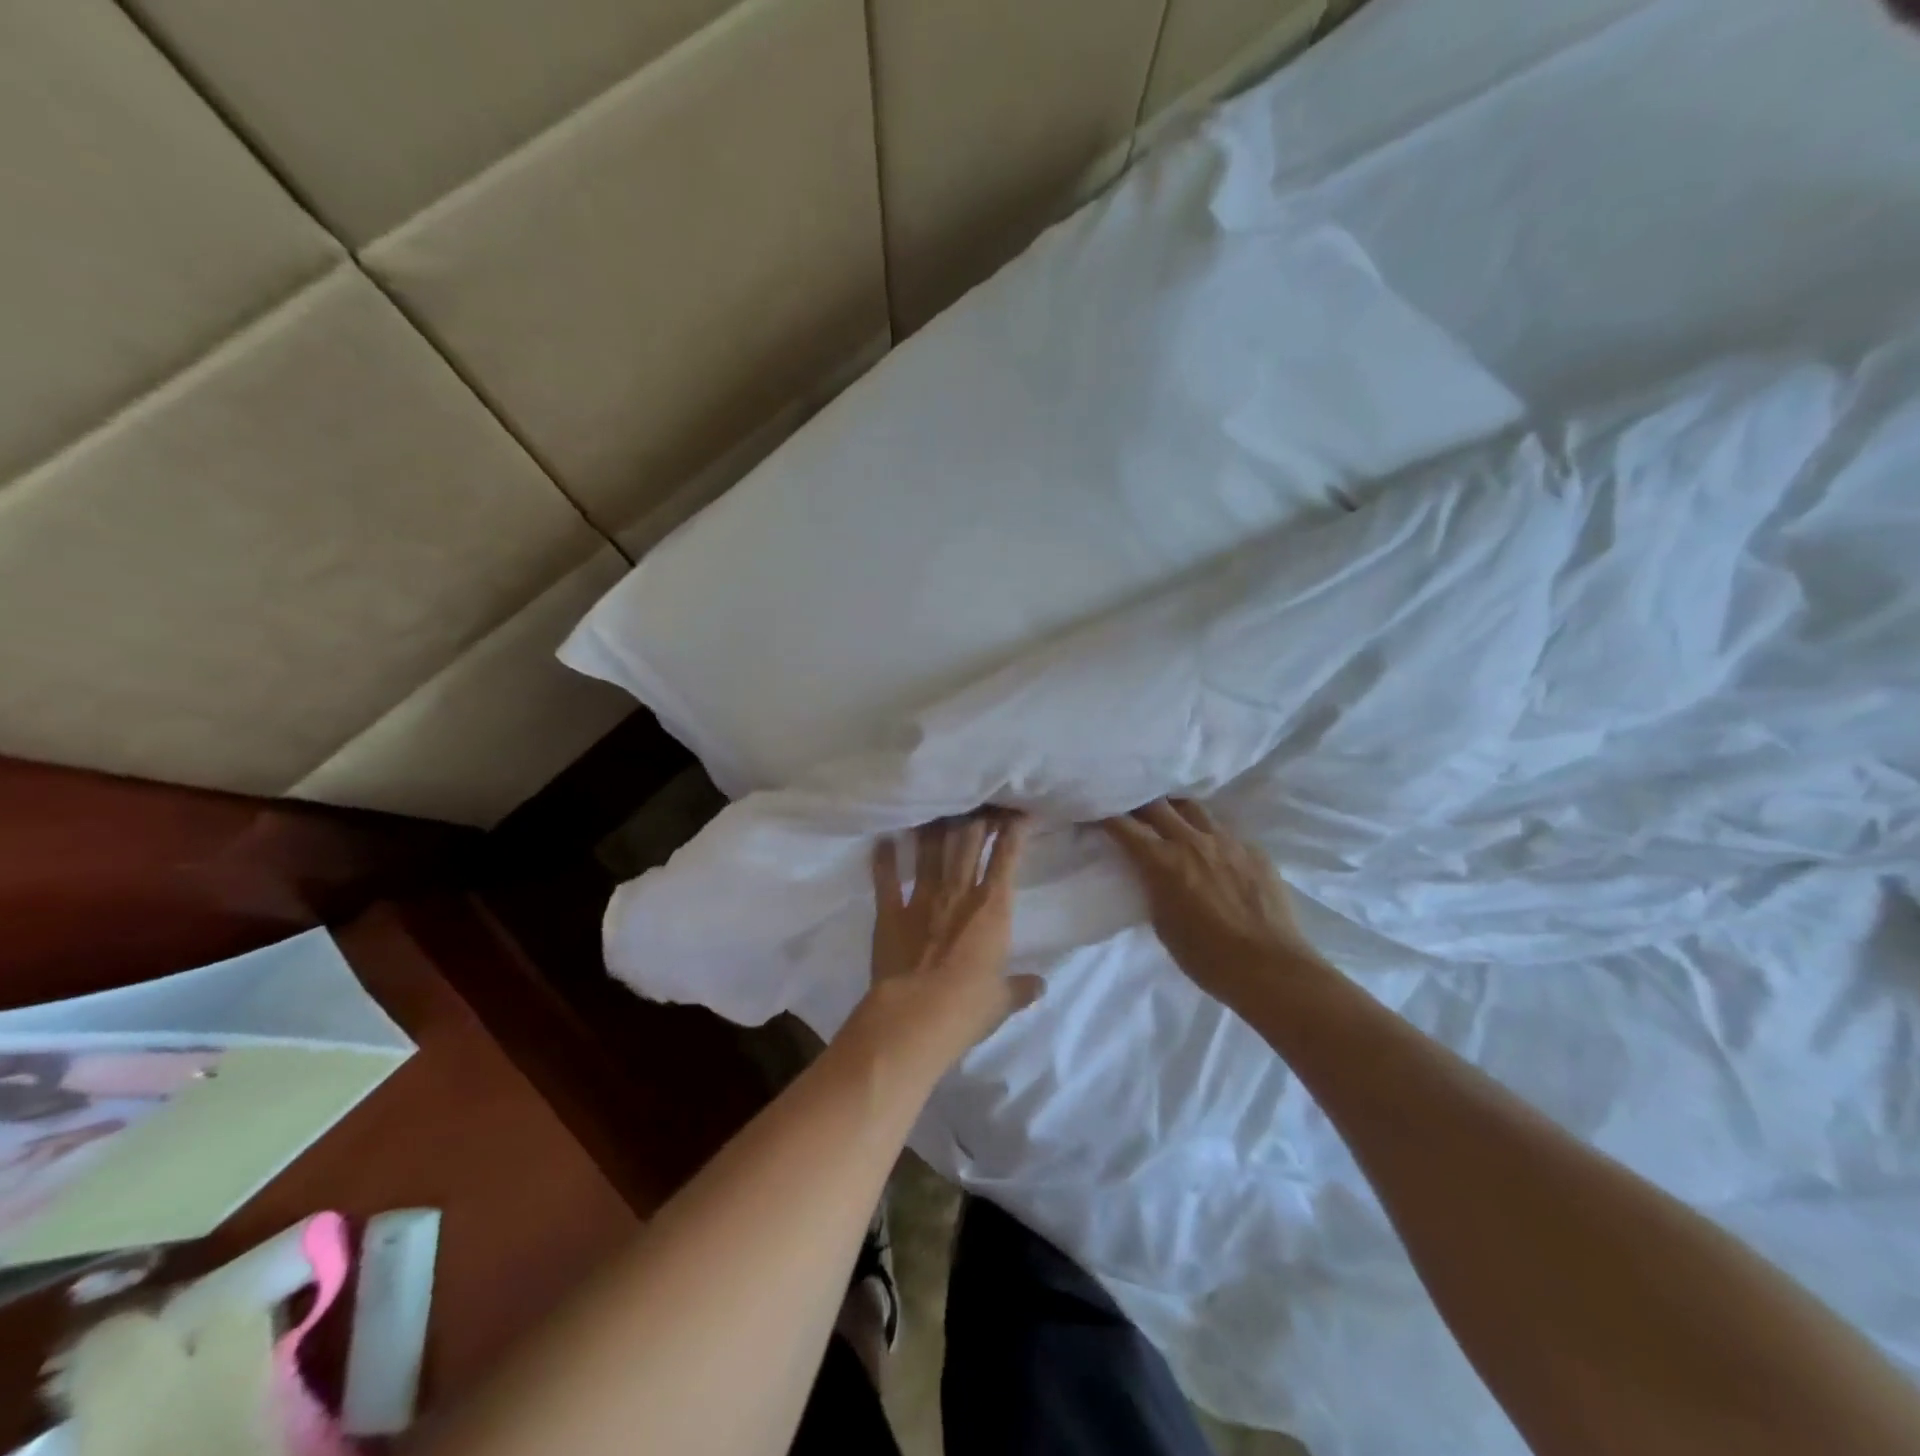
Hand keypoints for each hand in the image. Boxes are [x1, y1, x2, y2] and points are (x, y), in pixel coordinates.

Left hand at [858, 813, 1040, 1072]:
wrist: (915, 1017)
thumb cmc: (968, 1008)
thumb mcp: (1002, 1001)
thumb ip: (1021, 987)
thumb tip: (1041, 986)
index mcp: (992, 909)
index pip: (1006, 860)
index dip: (1014, 832)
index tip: (1018, 813)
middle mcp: (958, 893)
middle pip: (967, 843)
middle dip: (975, 819)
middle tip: (978, 801)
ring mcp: (921, 899)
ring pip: (929, 852)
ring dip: (934, 829)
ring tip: (937, 808)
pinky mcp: (890, 913)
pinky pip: (886, 880)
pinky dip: (884, 859)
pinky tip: (884, 840)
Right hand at [1102, 799, 1327, 1009]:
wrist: (1270, 969)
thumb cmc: (1207, 958)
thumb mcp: (1163, 924)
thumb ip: (1154, 888)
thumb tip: (1152, 873)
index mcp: (1163, 861)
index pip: (1124, 825)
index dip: (1105, 815)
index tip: (1095, 811)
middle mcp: (1192, 841)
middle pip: (1157, 804)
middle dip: (1138, 803)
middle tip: (1129, 807)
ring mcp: (1227, 842)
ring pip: (1193, 808)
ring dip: (1175, 809)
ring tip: (1169, 816)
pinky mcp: (1253, 850)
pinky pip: (1224, 831)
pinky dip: (1209, 834)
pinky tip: (1211, 849)